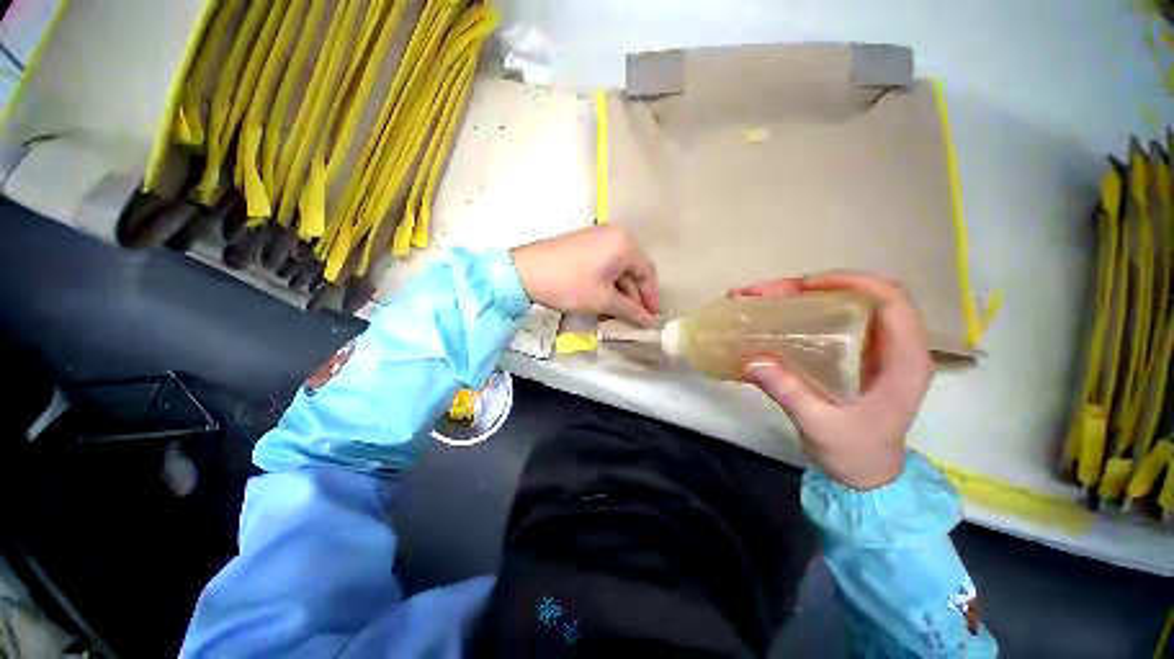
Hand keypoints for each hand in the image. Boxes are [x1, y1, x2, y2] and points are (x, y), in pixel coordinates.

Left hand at [511, 225, 659, 325]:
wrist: (525, 272)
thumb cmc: (570, 284)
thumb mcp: (603, 300)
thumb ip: (630, 310)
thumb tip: (648, 321)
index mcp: (624, 243)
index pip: (647, 272)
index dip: (651, 297)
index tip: (651, 317)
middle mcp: (614, 234)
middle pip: (633, 269)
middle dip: (634, 296)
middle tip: (634, 318)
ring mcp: (596, 237)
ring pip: (617, 268)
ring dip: (619, 292)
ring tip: (616, 315)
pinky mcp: (583, 244)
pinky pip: (603, 264)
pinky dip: (606, 283)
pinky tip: (602, 301)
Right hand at [733, 273, 933, 489]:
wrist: (865, 477)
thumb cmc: (854, 453)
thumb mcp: (820, 425)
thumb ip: (789, 392)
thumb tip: (751, 360)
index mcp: (903, 360)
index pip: (890, 300)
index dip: (850, 281)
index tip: (803, 285)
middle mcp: (893, 346)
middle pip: (859, 297)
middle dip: (810, 287)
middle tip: (766, 293)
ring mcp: (873, 350)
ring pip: (842, 306)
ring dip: (800, 297)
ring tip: (760, 298)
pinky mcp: (854, 356)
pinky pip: (830, 322)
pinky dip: (800, 312)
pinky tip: (773, 315)